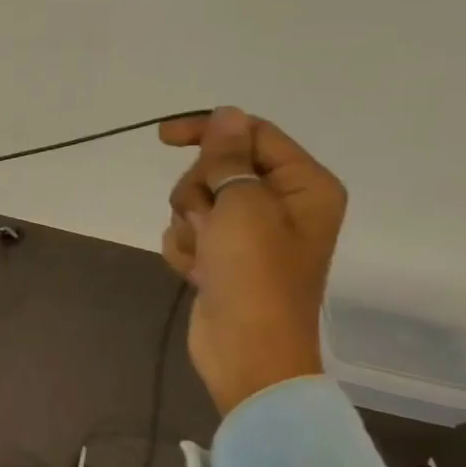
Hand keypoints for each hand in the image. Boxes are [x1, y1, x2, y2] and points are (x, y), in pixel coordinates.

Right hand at [158, 107, 346, 417]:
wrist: (246, 352)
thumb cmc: (255, 276)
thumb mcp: (242, 207)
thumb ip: (230, 157)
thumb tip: (227, 114)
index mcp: (303, 185)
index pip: (251, 135)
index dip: (207, 131)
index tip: (162, 137)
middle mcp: (281, 203)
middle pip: (219, 168)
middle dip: (199, 192)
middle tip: (208, 221)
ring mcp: (250, 233)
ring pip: (198, 201)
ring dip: (190, 225)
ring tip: (206, 254)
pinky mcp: (224, 256)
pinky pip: (190, 232)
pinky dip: (186, 249)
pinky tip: (198, 272)